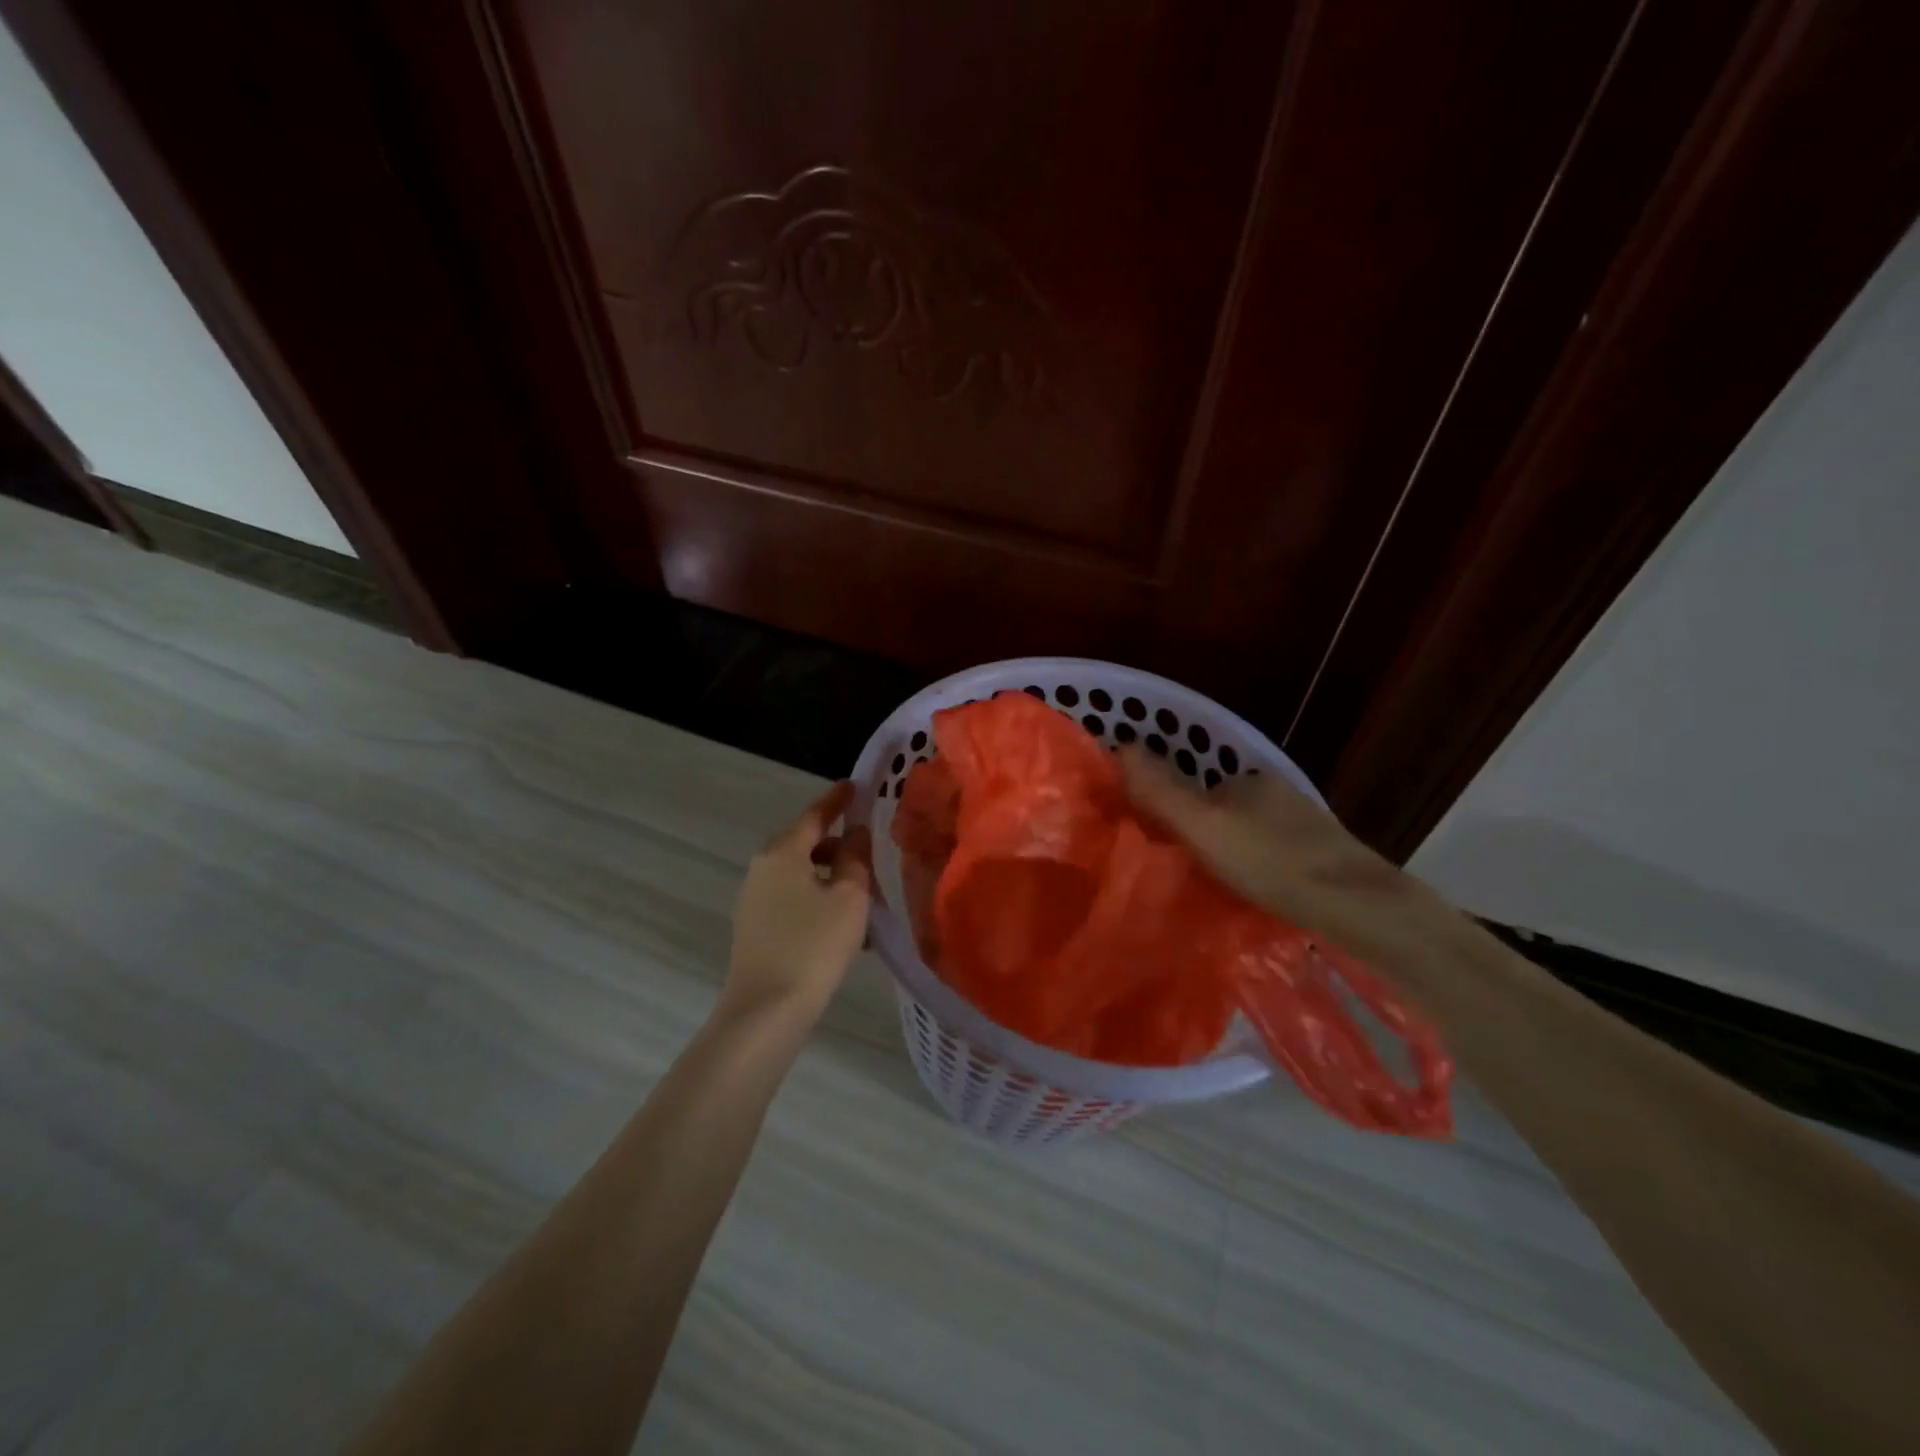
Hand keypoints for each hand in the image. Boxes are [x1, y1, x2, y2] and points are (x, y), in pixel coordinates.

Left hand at [721, 781, 872, 1022]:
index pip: (815, 814)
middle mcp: (762, 868)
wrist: (766, 1010)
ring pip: (800, 875)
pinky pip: (793, 900)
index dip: (838, 800)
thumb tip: (855, 832)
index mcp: (782, 852)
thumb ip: (855, 857)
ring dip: (830, 877)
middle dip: (836, 843)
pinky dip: (818, 900)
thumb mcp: (849, 896)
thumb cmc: (814, 945)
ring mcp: (754, 899)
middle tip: (868, 847)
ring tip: (863, 894)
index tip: (856, 786)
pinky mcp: (755, 928)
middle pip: (804, 843)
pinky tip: (843, 926)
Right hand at [1118, 749, 1445, 963]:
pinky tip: (1251, 896)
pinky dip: (1255, 870)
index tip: (1156, 844)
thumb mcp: (1203, 825)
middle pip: (1222, 810)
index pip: (1194, 787)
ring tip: (1210, 888)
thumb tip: (1118, 748)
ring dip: (1227, 854)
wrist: (1358, 908)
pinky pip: (1271, 856)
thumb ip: (1160, 791)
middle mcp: (1278, 793)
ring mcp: (1305, 825)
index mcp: (1250, 779)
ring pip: (1248, 834)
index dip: (1170, 812)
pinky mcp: (1323, 857)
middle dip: (1200, 833)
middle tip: (1179, 871)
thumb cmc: (1272, 861)